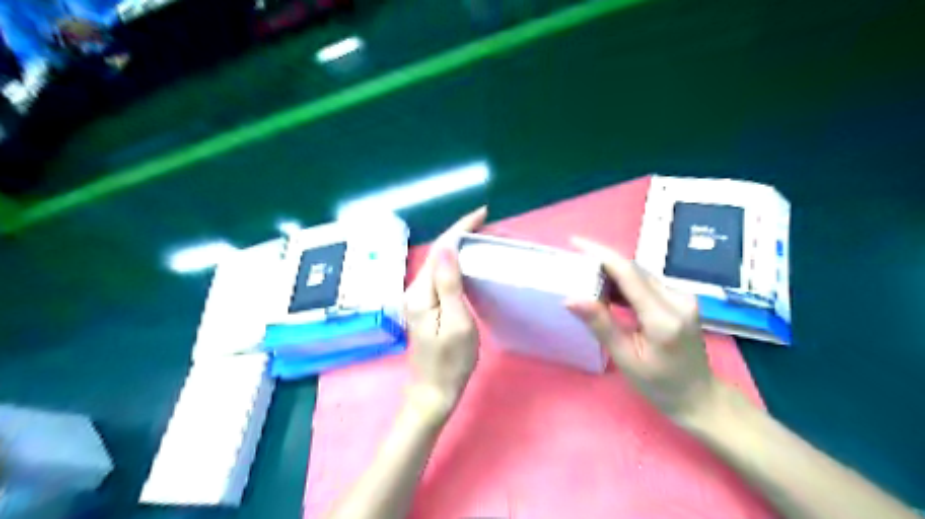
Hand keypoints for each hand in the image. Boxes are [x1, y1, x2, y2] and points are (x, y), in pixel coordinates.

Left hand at [406, 209, 490, 423]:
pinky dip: (456, 262)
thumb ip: (449, 284)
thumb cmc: (451, 362)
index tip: (483, 214)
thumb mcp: (457, 322)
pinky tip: (468, 261)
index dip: (460, 228)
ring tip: (481, 236)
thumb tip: (446, 248)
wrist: (433, 391)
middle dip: (460, 233)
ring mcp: (418, 298)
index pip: (441, 249)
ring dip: (458, 246)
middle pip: (438, 252)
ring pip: (439, 262)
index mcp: (421, 292)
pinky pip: (441, 275)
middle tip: (487, 225)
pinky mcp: (425, 305)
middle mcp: (414, 289)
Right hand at [567, 237, 717, 422]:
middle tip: (574, 263)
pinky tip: (606, 290)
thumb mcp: (625, 358)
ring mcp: (682, 297)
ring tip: (584, 275)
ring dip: (612, 272)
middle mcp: (678, 299)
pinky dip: (624, 283)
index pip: (629, 273)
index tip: (575, 243)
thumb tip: (571, 298)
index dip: (601, 255)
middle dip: (602, 262)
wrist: (699, 396)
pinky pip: (646, 283)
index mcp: (664, 317)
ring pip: (640, 274)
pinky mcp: (680, 299)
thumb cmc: (660, 385)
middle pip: (634, 270)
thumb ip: (600, 325)